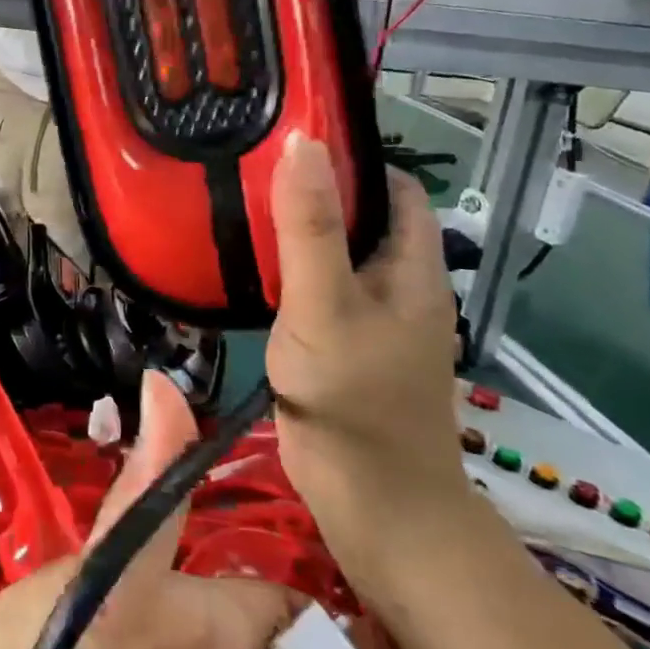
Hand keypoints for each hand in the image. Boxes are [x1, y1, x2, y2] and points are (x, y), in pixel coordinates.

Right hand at [265, 138, 476, 594]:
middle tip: (248, 165)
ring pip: (334, 255)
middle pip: (361, 218)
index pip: (394, 188)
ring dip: (296, 230)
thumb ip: (309, 228)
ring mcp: (369, 320)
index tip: (293, 137)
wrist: (374, 511)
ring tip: (236, 203)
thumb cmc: (355, 402)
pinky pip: (315, 291)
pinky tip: (246, 268)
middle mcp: (398, 286)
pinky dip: (286, 271)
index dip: (353, 158)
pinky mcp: (341, 347)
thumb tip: (302, 141)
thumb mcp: (326, 306)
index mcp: (413, 267)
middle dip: (314, 189)